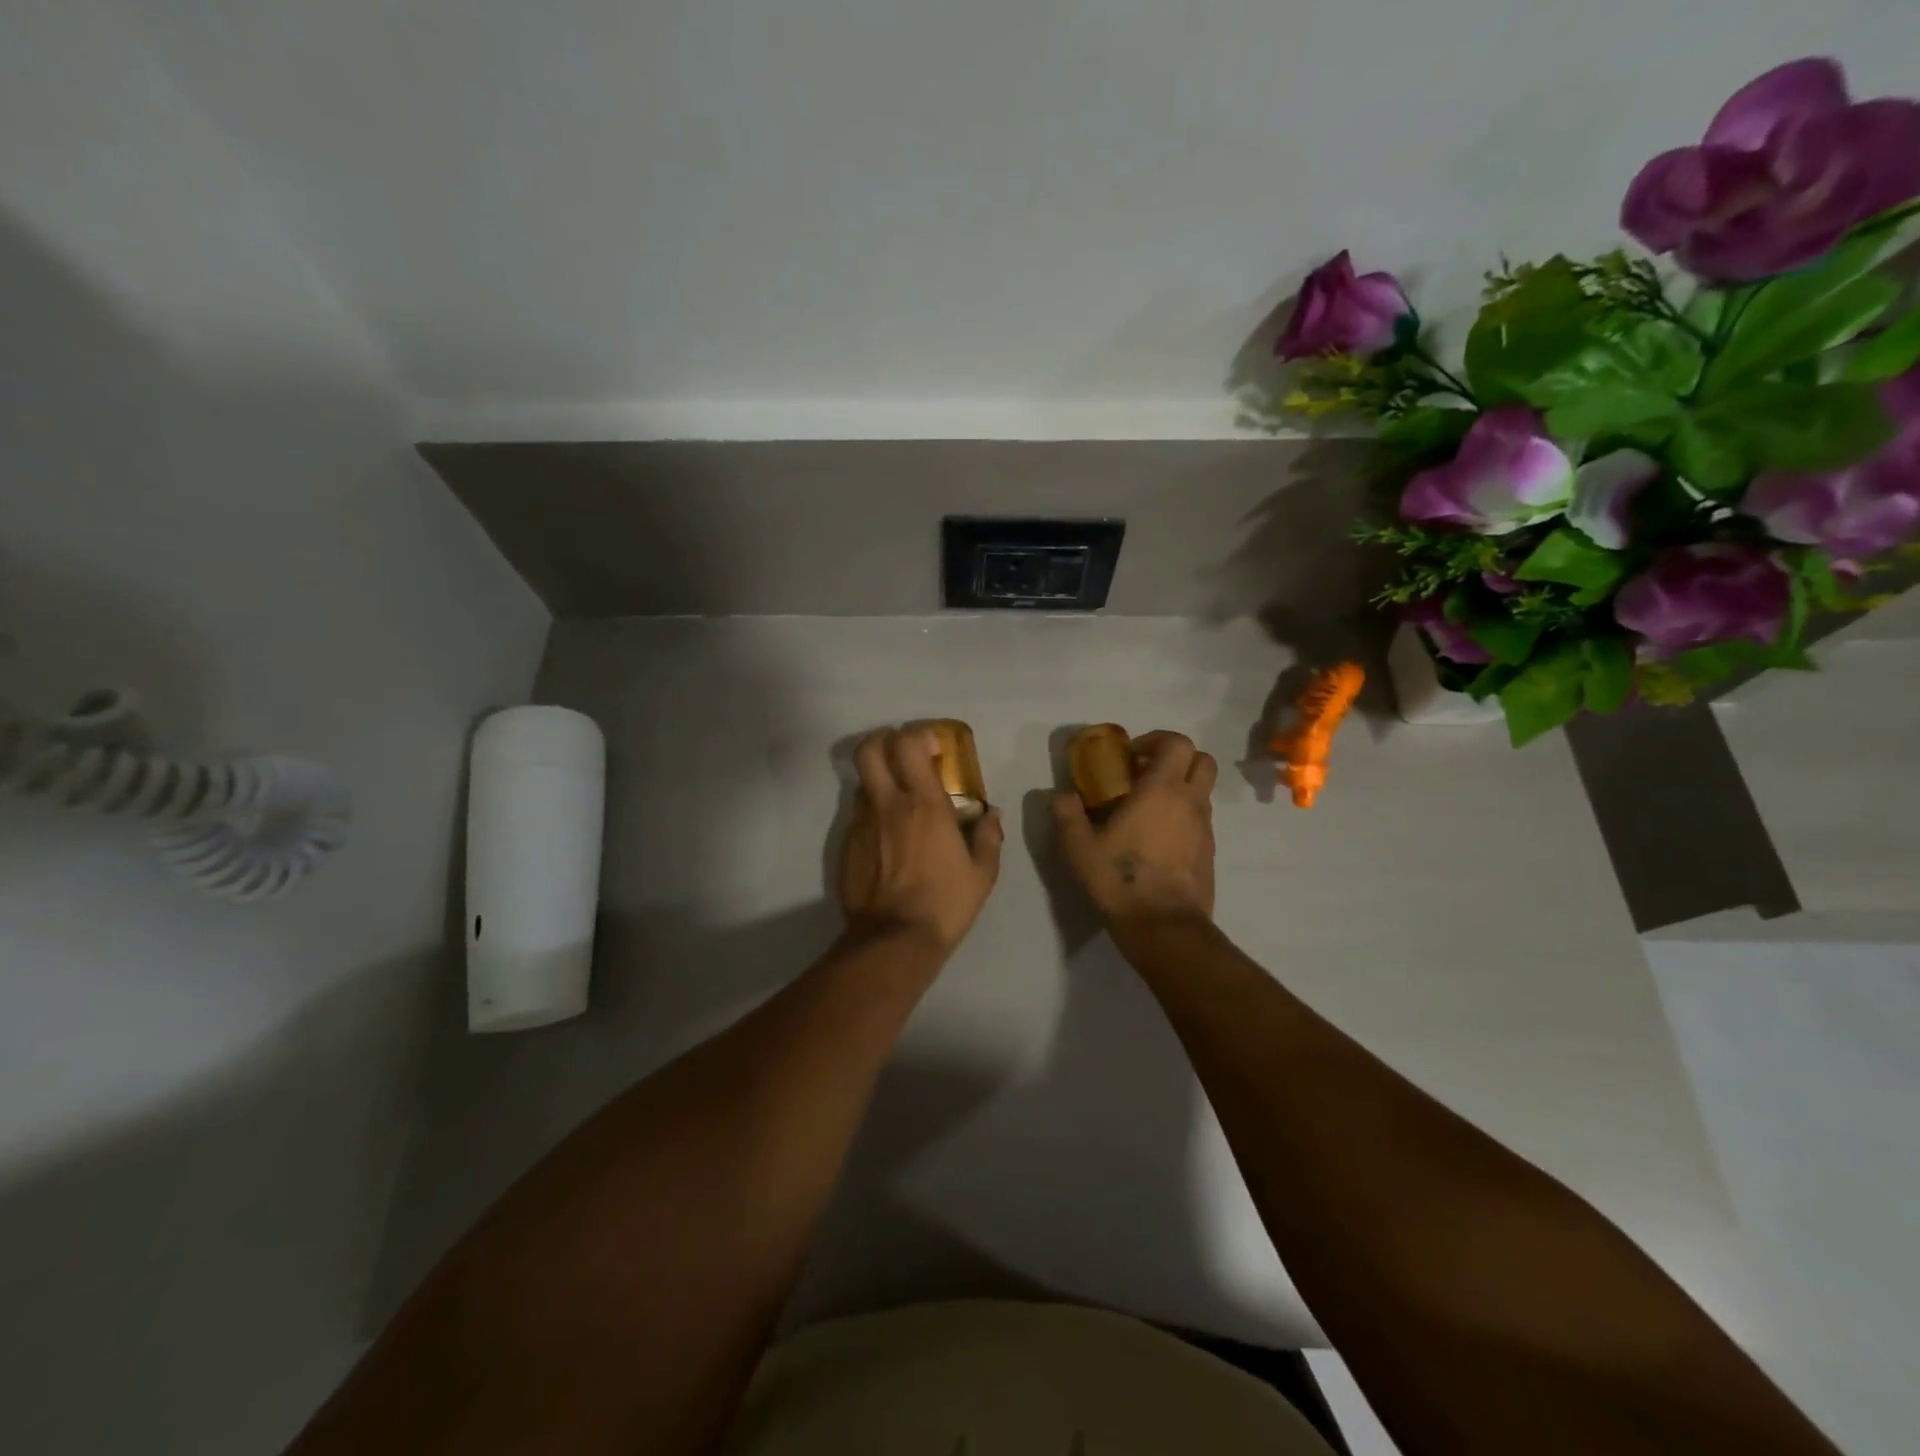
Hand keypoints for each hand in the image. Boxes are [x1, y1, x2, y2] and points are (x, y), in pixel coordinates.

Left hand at [838, 727, 1003, 954]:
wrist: (894, 940)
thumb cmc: (945, 903)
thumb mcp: (982, 873)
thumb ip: (989, 837)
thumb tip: (992, 815)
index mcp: (924, 804)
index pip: (907, 744)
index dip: (917, 735)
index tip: (933, 747)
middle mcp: (888, 805)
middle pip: (868, 750)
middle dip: (882, 741)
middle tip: (901, 754)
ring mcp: (862, 824)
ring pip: (862, 782)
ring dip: (879, 781)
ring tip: (898, 801)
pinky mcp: (846, 846)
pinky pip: (858, 816)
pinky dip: (872, 815)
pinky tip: (886, 839)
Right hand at [1053, 730, 1216, 930]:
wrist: (1163, 926)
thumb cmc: (1120, 879)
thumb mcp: (1079, 847)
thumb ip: (1067, 814)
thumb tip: (1061, 795)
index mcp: (1161, 790)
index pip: (1177, 743)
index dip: (1156, 740)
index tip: (1131, 756)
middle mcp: (1189, 802)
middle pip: (1201, 760)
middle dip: (1177, 758)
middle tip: (1146, 774)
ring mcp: (1205, 828)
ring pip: (1203, 790)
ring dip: (1180, 788)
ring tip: (1148, 809)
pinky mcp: (1209, 852)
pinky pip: (1201, 819)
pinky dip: (1184, 816)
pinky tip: (1157, 839)